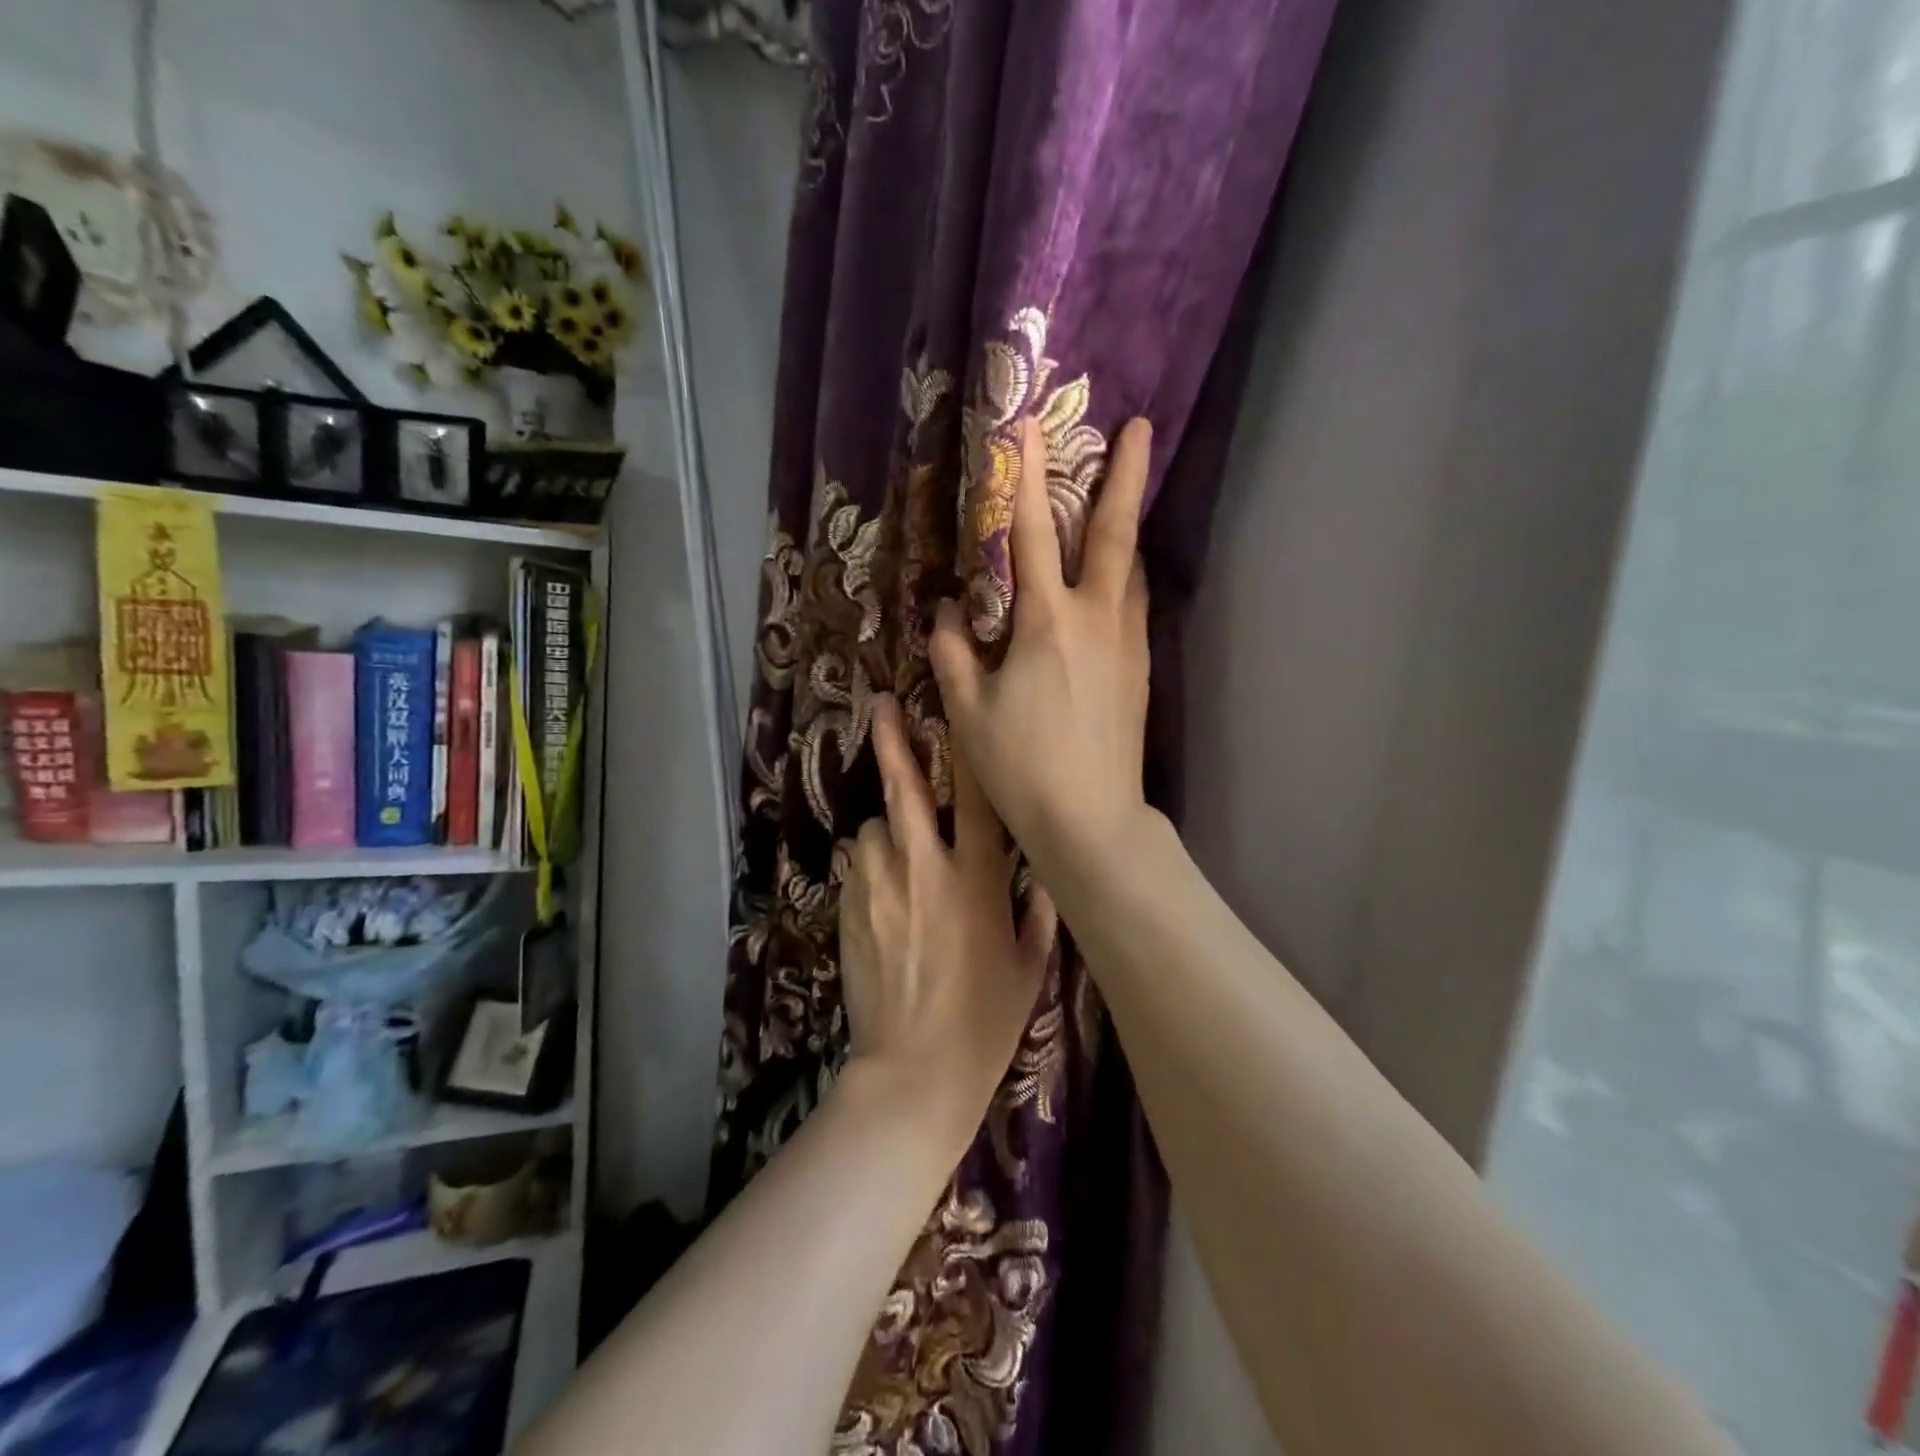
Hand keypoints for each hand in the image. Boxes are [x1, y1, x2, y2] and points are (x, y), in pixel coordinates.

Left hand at [838, 693, 1057, 1139]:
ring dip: (886, 829)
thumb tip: (1042, 875)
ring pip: (874, 828)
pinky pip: (857, 865)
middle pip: (904, 790)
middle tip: (882, 706)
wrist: (914, 1070)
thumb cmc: (984, 1019)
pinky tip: (879, 891)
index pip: (974, 798)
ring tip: (896, 854)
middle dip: (893, 743)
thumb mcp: (1028, 967)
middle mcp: (925, 869)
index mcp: (977, 880)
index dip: (964, 748)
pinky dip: (868, 864)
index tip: (951, 708)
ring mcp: (879, 887)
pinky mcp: (848, 909)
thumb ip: (1037, 913)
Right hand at [931, 413, 1156, 876]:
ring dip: (1127, 527)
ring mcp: (1126, 644)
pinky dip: (1125, 577)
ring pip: (1130, 569)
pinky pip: (1134, 606)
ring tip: (1124, 498)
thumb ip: (953, 653)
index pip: (1029, 534)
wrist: (1091, 819)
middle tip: (1140, 427)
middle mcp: (1095, 619)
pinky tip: (1116, 581)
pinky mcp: (1141, 670)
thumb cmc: (1021, 766)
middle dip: (1125, 474)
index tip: (1026, 425)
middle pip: (1113, 533)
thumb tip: (945, 611)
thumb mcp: (967, 711)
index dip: (1025, 476)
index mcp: (1046, 623)